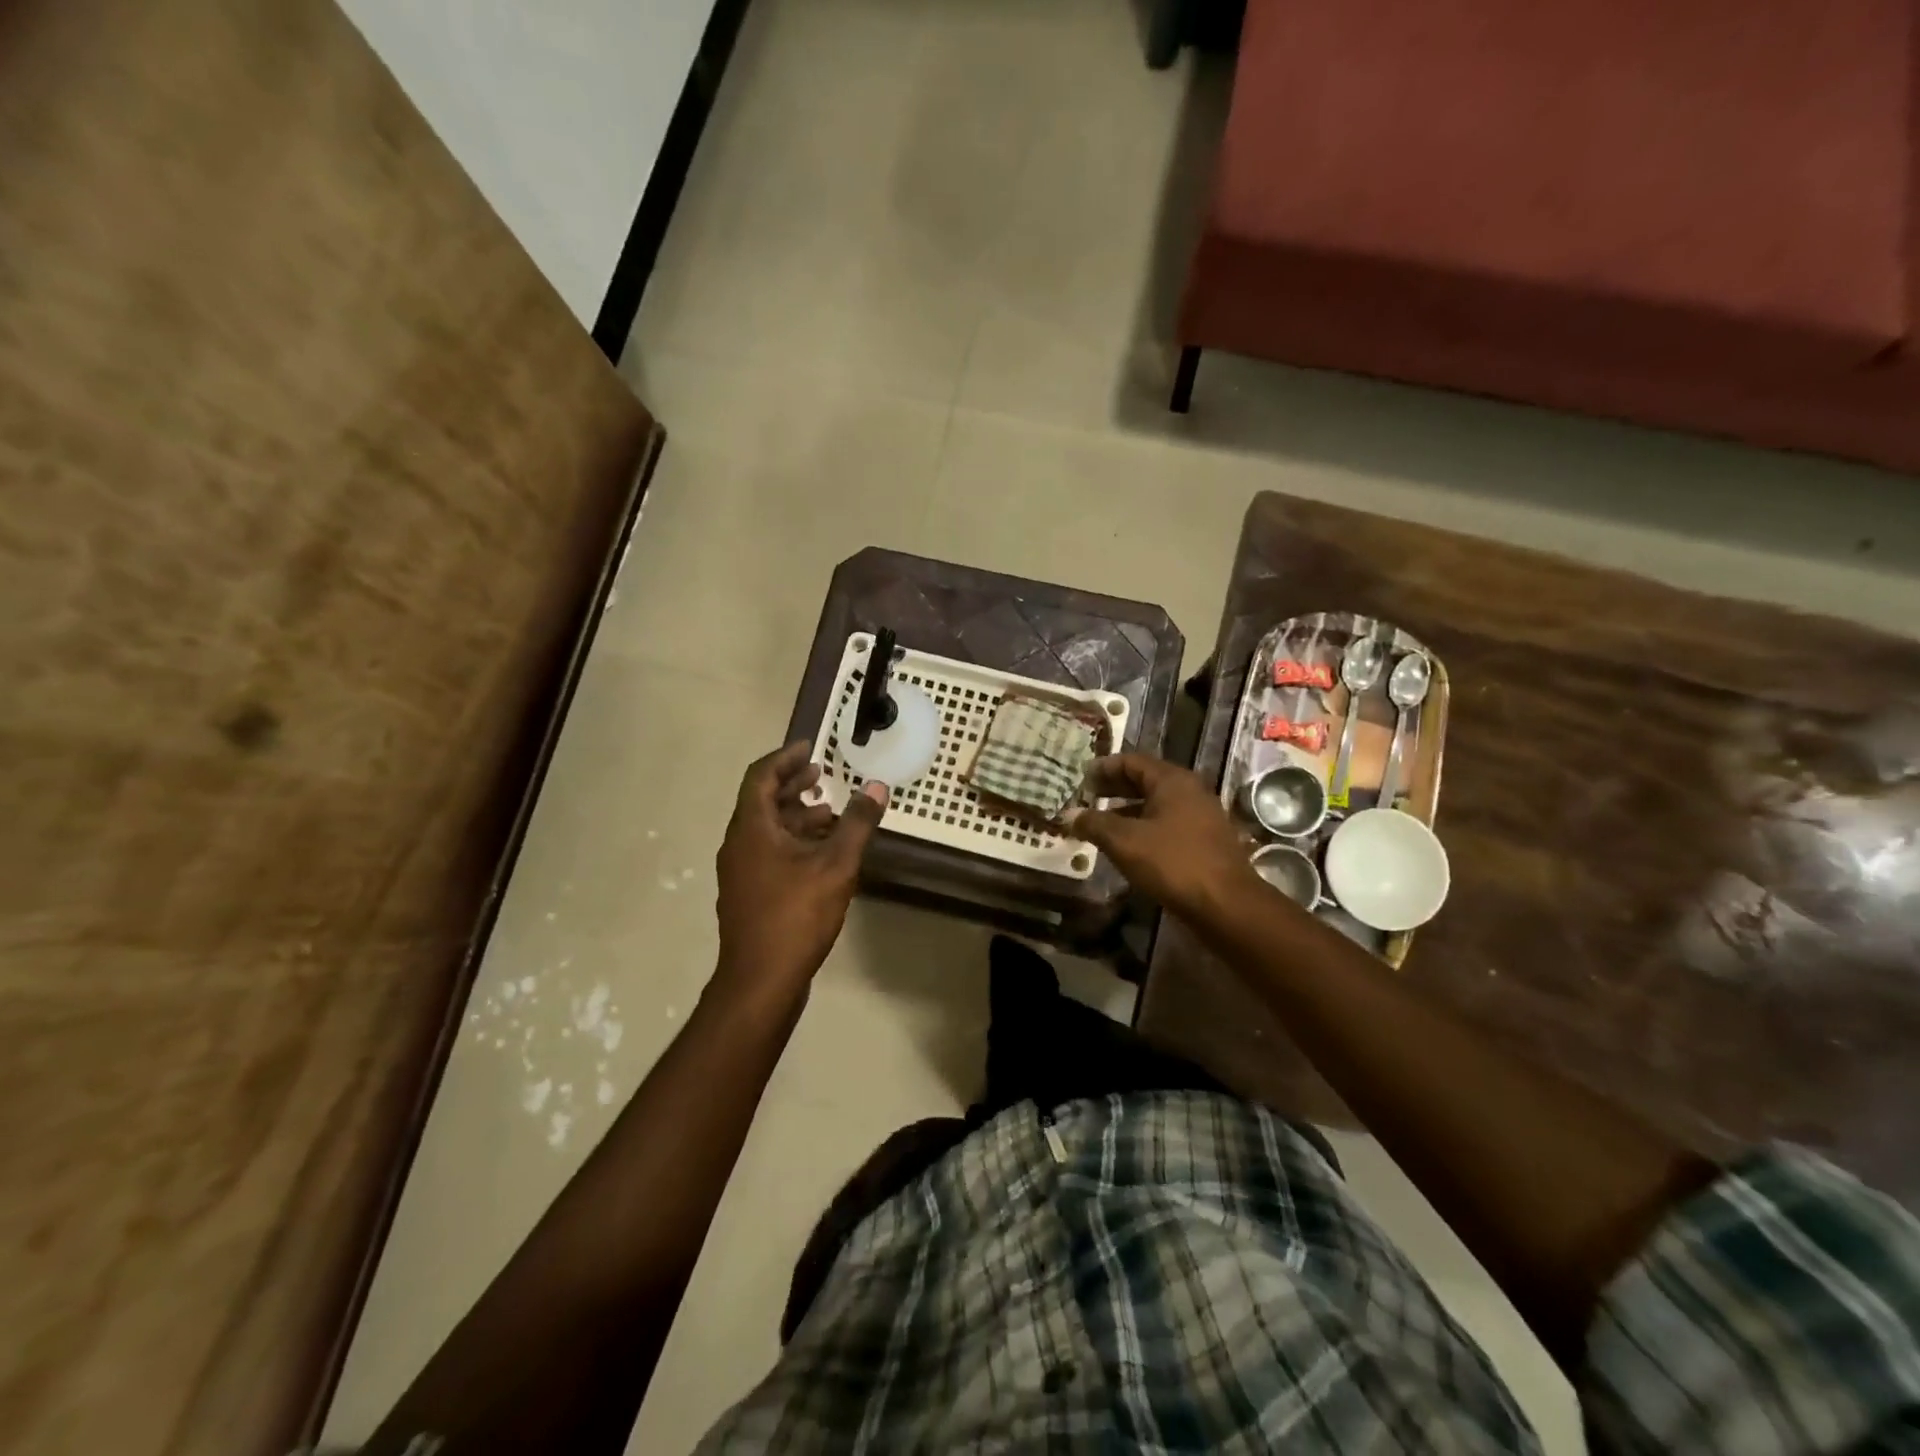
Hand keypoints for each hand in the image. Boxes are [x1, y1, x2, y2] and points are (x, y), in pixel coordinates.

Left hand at [714, 741, 887, 995]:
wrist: (761, 980)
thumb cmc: (796, 915)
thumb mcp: (836, 865)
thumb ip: (858, 823)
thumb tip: (877, 786)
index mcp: (751, 829)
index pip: (761, 776)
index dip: (785, 758)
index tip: (810, 747)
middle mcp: (738, 844)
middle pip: (762, 801)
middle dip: (793, 785)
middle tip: (822, 774)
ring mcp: (740, 872)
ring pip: (767, 829)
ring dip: (796, 815)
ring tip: (831, 813)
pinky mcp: (749, 894)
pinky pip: (769, 852)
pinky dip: (793, 841)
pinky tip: (821, 854)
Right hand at [1068, 754, 1259, 920]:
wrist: (1226, 906)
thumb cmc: (1173, 863)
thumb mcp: (1125, 841)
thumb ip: (1095, 824)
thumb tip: (1070, 815)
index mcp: (1172, 781)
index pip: (1132, 761)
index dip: (1103, 768)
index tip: (1080, 779)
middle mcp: (1190, 792)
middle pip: (1145, 781)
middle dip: (1114, 789)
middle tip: (1086, 798)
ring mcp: (1201, 817)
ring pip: (1156, 805)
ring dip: (1127, 811)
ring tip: (1100, 825)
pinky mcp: (1204, 842)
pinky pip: (1167, 825)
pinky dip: (1143, 829)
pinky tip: (1127, 847)